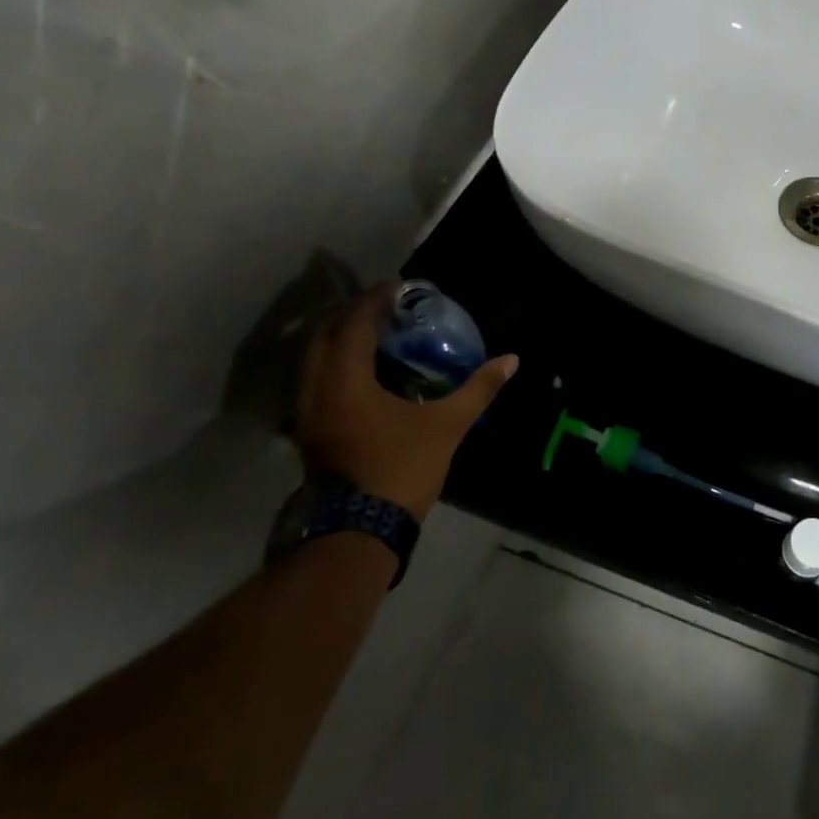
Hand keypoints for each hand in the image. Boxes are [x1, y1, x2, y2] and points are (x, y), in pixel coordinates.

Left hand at [295, 282, 517, 517]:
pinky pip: (315, 381)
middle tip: (386, 308)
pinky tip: (363, 374)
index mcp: (346, 380)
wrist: (360, 531)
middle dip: (353, 315)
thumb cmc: (402, 469)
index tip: (399, 287)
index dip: (375, 300)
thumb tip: (511, 360)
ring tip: (374, 334)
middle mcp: (316, 389)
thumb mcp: (447, 425)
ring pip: (314, 360)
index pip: (354, 324)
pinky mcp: (309, 432)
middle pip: (324, 335)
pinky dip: (336, 365)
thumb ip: (478, 389)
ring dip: (340, 340)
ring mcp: (307, 414)